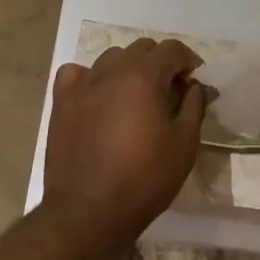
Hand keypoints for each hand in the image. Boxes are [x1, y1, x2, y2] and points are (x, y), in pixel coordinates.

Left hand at [44, 39, 207, 247]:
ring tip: (135, 95)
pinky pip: (75, 73)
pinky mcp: (62, 102)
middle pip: (141, 48)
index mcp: (143, 76)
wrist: (89, 211)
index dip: (188, 59)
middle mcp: (111, 71)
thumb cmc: (145, 178)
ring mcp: (82, 85)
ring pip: (110, 58)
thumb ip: (194, 106)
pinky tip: (97, 96)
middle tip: (170, 90)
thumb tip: (197, 85)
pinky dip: (90, 77)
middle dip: (160, 63)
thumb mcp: (184, 144)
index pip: (171, 49)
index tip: (195, 79)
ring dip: (128, 68)